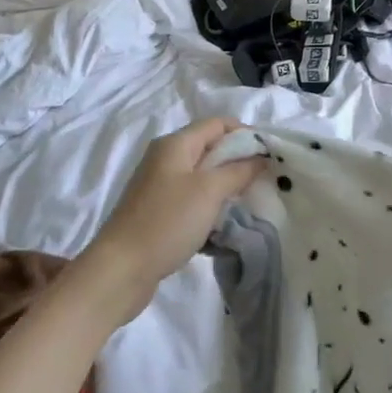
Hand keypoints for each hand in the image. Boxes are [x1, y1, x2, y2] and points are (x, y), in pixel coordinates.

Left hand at [77, 119, 264, 322]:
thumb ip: (238, 170)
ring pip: (202, 174)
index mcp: (175, 144)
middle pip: (210, 147)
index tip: (270, 156)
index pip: (217, 124)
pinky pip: (192, 196)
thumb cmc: (167, 222)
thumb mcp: (209, 191)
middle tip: (264, 181)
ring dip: (226, 184)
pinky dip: (210, 203)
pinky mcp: (158, 209)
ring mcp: (159, 185)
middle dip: (238, 160)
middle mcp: (165, 158)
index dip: (246, 133)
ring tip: (248, 201)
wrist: (122, 269)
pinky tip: (222, 221)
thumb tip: (261, 157)